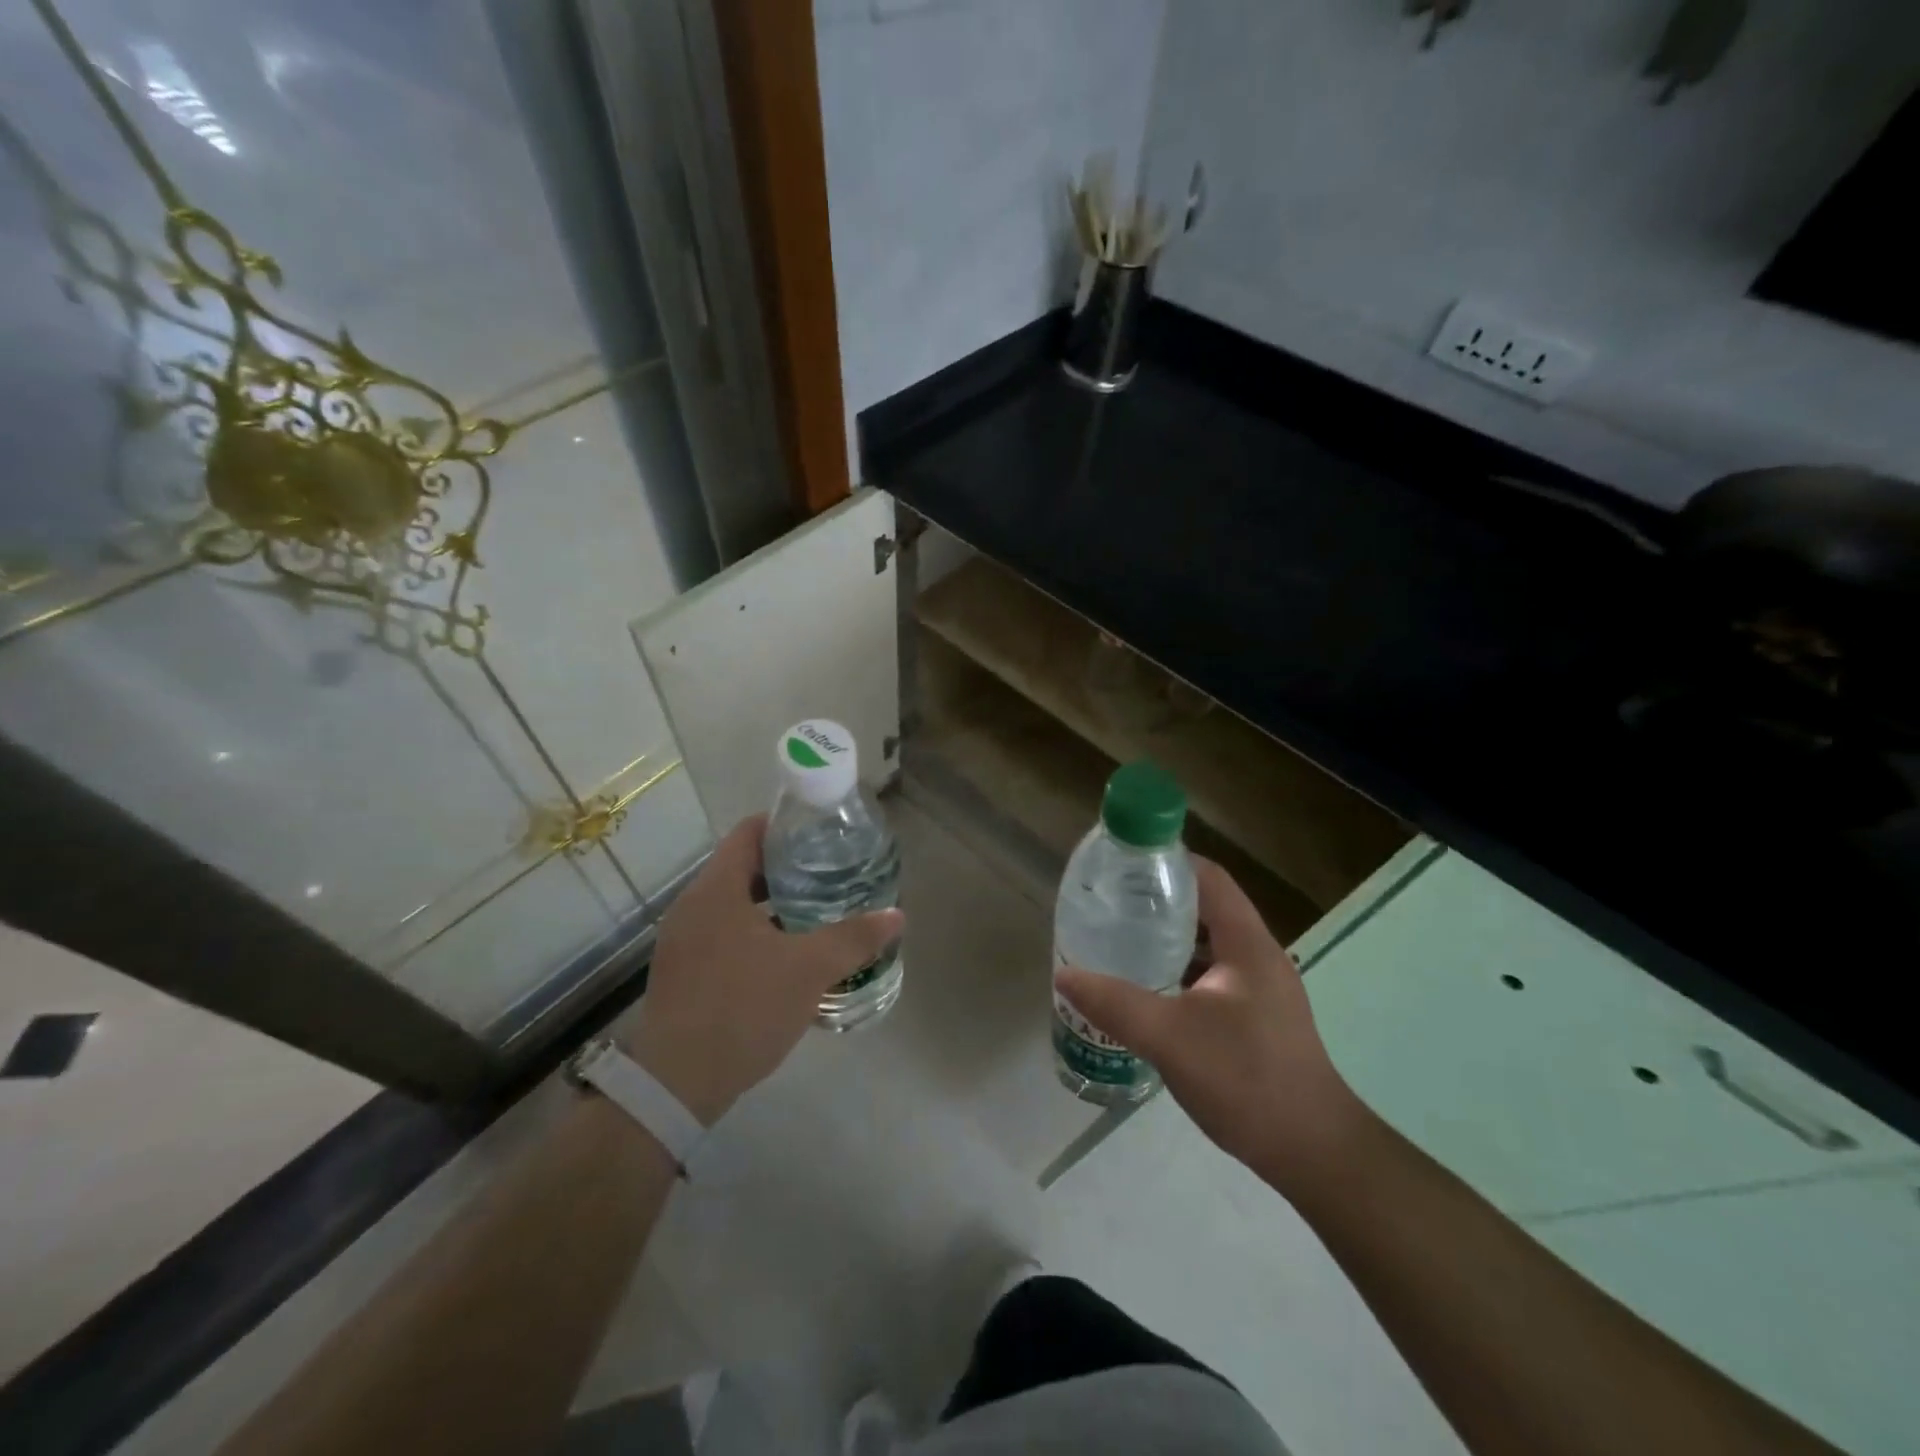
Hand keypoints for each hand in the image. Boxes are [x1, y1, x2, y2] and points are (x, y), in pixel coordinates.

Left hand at [618, 815, 902, 1125]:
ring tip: (817, 909)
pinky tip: (786, 953)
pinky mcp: (682, 970)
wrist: (676, 1085)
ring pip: (734, 902)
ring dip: (772, 902)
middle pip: (743, 866)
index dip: (787, 825)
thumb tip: (897, 916)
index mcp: (716, 889)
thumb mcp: (808, 970)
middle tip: (831, 872)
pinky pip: (723, 931)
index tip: (823, 833)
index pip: (750, 832)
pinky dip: (755, 930)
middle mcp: (692, 905)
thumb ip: (854, 938)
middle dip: (788, 867)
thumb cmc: (743, 1009)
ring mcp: (683, 940)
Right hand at [1055, 857, 1361, 1178]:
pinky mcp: (1256, 1018)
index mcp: (1247, 944)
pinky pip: (1211, 976)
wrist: (1314, 1153)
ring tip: (1121, 939)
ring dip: (1168, 937)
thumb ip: (1115, 1003)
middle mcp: (1258, 956)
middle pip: (1207, 907)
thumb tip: (1064, 974)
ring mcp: (1260, 989)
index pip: (1210, 878)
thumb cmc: (1248, 1080)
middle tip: (1111, 902)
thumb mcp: (1171, 1038)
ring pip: (1208, 945)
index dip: (1169, 861)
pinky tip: (1148, 990)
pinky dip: (1179, 971)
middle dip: (1159, 899)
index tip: (1124, 862)